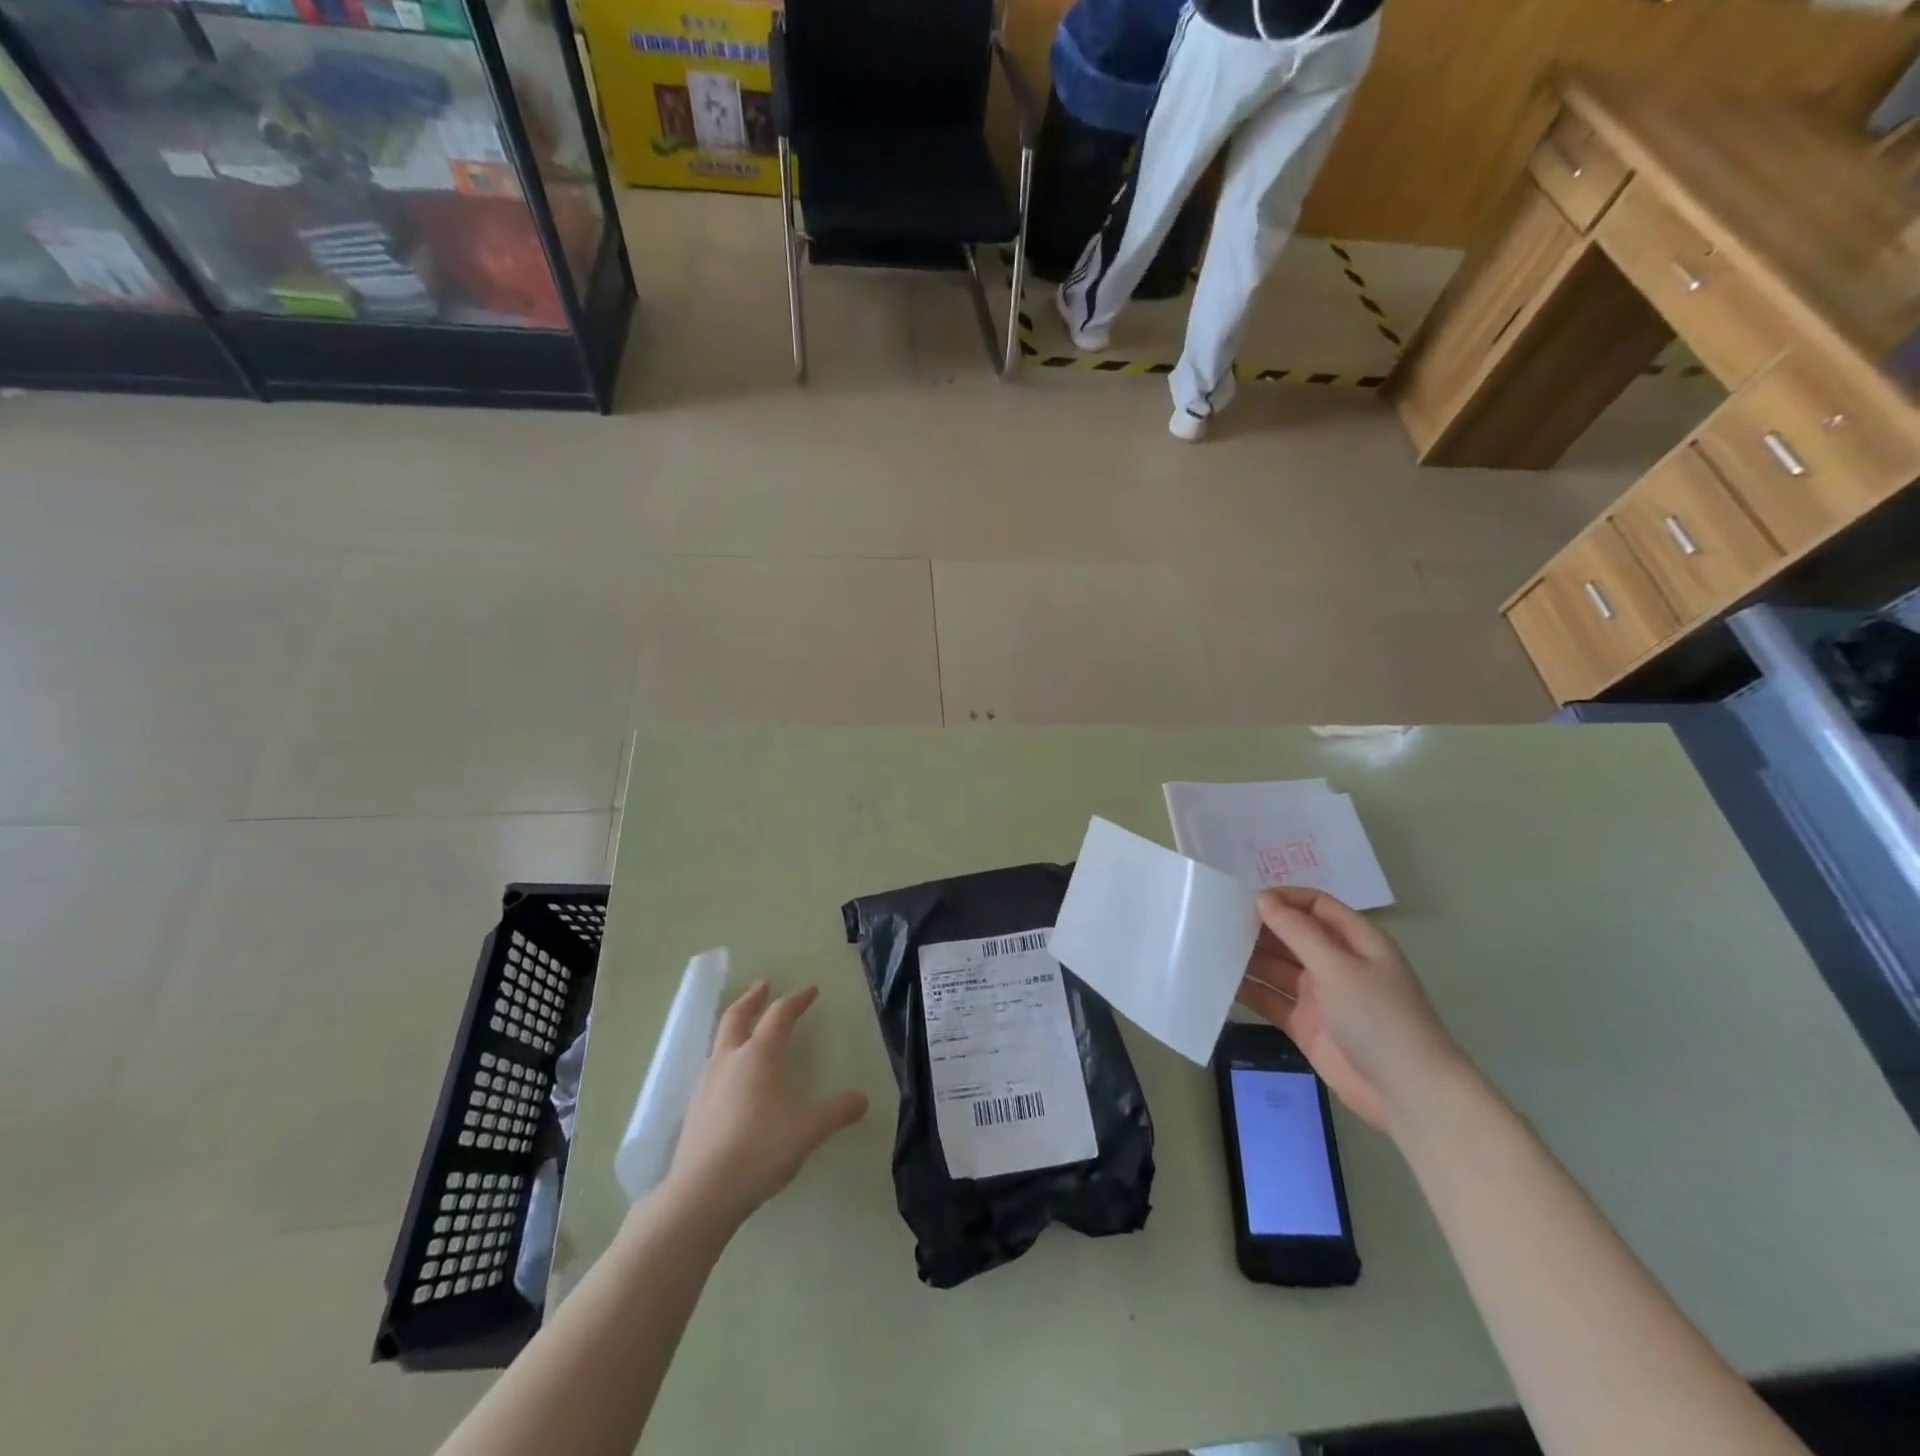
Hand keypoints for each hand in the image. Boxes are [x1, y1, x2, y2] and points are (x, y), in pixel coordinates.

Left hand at [661, 982, 867, 1228]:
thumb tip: (863, 1099)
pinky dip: (724, 1059)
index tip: (810, 990)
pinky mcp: (694, 1109)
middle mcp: (729, 1060)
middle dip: (752, 998)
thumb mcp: (809, 1130)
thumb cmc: (761, 1149)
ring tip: (744, 1030)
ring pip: (719, 1042)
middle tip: (762, 985)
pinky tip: (730, 1080)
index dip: (797, 1000)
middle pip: (737, 1016)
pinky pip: (711, 1070)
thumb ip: (837, 1112)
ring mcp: (706, 1084)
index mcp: (759, 1055)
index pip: (780, 1015)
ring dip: (734, 1027)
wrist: (703, 1193)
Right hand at [1238, 887, 1465, 1133]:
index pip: (1315, 906)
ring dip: (1249, 958)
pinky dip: (1248, 991)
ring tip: (1209, 949)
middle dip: (1259, 927)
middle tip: (1216, 922)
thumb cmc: (1379, 1018)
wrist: (1407, 1094)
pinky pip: (1271, 1000)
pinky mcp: (1305, 1025)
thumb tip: (1262, 899)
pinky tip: (1218, 983)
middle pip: (1292, 935)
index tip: (1244, 900)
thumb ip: (1297, 932)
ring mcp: (1320, 996)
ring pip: (1277, 967)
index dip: (1283, 899)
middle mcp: (1336, 963)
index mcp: (1355, 941)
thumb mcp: (1338, 967)